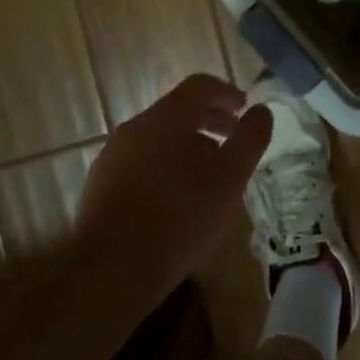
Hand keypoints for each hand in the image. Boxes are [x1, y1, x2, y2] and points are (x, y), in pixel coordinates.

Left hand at [73, 74, 273, 306]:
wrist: (111, 273)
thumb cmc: (180, 218)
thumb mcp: (230, 178)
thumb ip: (250, 138)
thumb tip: (260, 111)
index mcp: (166, 118)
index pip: (199, 85)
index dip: (226, 92)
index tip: (244, 110)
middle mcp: (135, 127)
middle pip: (177, 109)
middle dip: (209, 119)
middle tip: (232, 139)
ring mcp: (112, 155)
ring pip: (158, 136)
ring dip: (187, 143)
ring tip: (208, 173)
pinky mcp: (100, 184)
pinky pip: (140, 160)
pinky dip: (165, 164)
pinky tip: (176, 198)